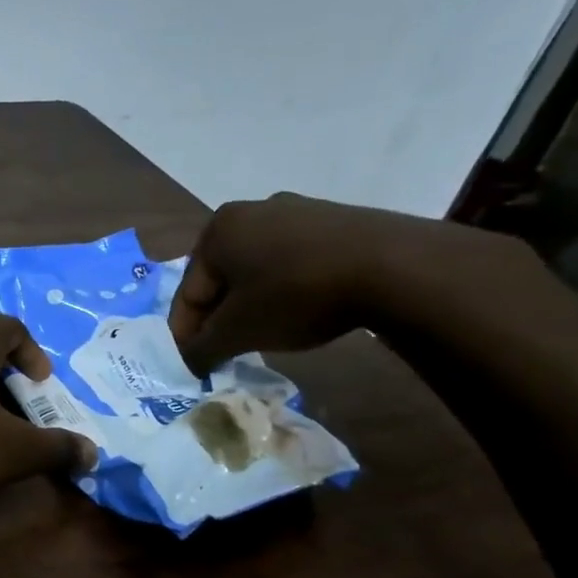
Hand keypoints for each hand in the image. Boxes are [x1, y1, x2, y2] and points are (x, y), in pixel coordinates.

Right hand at [167, 193, 518, 373]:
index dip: (186, 335)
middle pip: (220, 279)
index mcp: (217, 231)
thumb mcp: (239, 331)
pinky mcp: (332, 220)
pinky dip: (284, 289)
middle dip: (220, 317)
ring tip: (264, 335)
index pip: (188, 293)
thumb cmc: (296, 295)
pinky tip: (300, 310)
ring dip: (252, 304)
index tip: (193, 366)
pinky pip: (290, 261)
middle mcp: (249, 211)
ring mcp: (295, 211)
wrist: (392, 266)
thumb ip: (203, 349)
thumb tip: (190, 362)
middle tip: (227, 352)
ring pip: (255, 270)